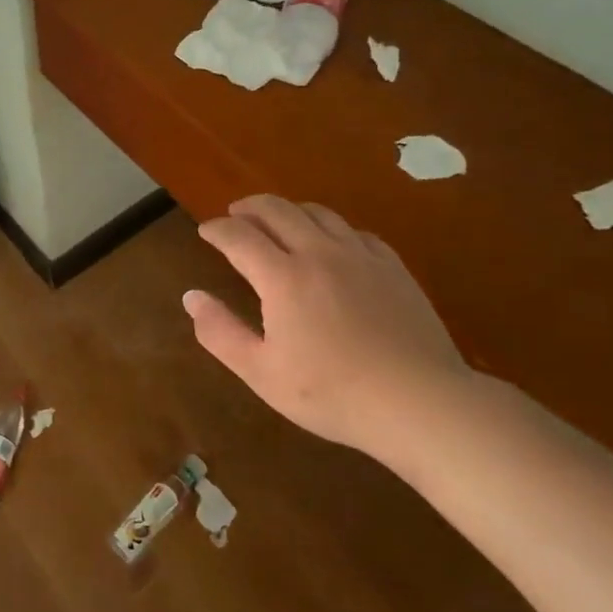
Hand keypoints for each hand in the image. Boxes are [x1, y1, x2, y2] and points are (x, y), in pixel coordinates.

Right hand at [184, 195, 465, 449]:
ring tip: (278, 221)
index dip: (217, 229)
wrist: (420, 403)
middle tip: (235, 215)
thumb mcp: (262, 372)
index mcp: (283, 277)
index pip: (239, 236)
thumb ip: (220, 332)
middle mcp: (319, 253)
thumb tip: (192, 297)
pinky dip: (331, 228)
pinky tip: (332, 244)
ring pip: (318, 213)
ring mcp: (361, 257)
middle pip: (278, 210)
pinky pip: (355, 231)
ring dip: (289, 211)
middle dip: (249, 208)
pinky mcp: (393, 268)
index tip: (205, 231)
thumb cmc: (332, 393)